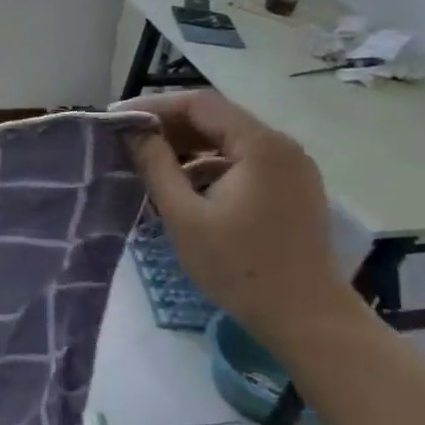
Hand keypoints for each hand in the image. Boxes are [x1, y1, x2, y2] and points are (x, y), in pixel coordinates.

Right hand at [120, 91, 354, 355]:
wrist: (307, 320)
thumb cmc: (240, 267)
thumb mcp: (184, 215)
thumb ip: (156, 165)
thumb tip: (133, 131)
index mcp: (260, 146)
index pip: (199, 104)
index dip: (154, 106)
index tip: (117, 118)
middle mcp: (282, 147)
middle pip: (216, 119)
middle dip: (170, 127)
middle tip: (128, 141)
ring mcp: (292, 169)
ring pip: (229, 142)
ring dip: (189, 148)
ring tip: (150, 165)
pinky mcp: (292, 190)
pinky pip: (244, 163)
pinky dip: (210, 166)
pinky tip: (185, 188)